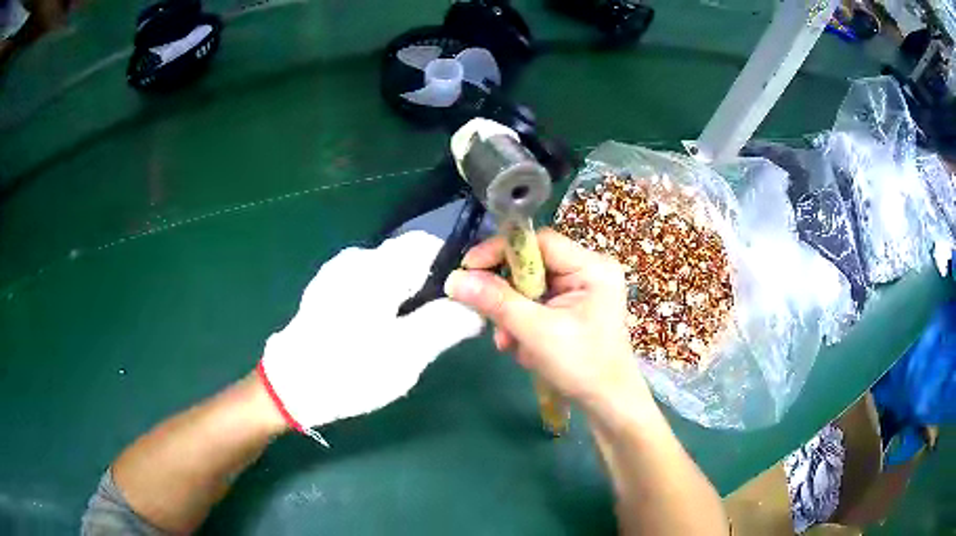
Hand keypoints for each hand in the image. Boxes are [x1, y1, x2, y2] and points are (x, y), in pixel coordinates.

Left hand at [259, 231, 483, 435]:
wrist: (290, 387)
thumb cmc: (349, 370)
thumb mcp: (406, 354)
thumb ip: (446, 324)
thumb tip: (477, 308)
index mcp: (376, 269)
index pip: (427, 244)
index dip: (452, 266)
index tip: (463, 299)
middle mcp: (355, 259)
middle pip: (408, 258)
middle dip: (429, 286)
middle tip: (436, 326)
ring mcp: (337, 272)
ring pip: (389, 272)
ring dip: (406, 295)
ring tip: (407, 334)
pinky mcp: (327, 289)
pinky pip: (369, 283)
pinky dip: (385, 299)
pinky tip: (378, 332)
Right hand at [444, 228, 647, 410]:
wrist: (607, 404)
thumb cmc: (582, 366)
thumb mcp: (536, 332)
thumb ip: (496, 302)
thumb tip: (454, 279)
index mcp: (592, 267)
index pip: (538, 241)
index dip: (500, 250)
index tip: (468, 268)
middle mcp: (589, 270)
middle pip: (532, 265)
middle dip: (508, 295)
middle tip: (490, 318)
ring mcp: (582, 290)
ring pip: (530, 288)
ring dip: (513, 315)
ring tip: (510, 344)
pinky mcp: (573, 308)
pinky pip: (538, 304)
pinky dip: (523, 323)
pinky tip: (522, 348)